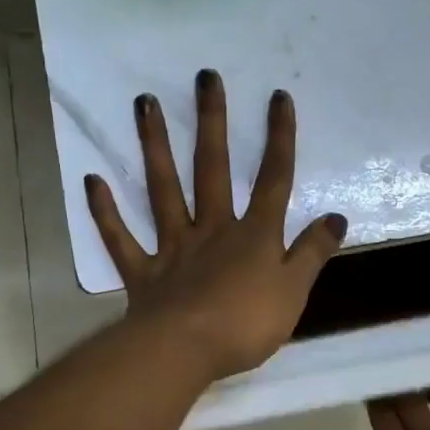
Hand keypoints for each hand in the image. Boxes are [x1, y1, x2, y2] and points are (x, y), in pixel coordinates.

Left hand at [86, 70, 346, 382]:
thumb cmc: (246, 324)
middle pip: (213, 168)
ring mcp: (173, 247)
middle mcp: (213, 229)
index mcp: (253, 235)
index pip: (273, 180)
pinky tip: (92, 180)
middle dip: (212, 122)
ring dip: (154, 146)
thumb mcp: (295, 291)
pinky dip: (105, 212)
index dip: (279, 139)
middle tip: (204, 77)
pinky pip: (121, 238)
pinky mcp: (143, 272)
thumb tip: (337, 217)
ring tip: (143, 103)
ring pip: (163, 189)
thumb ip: (313, 253)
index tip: (277, 97)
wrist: (186, 351)